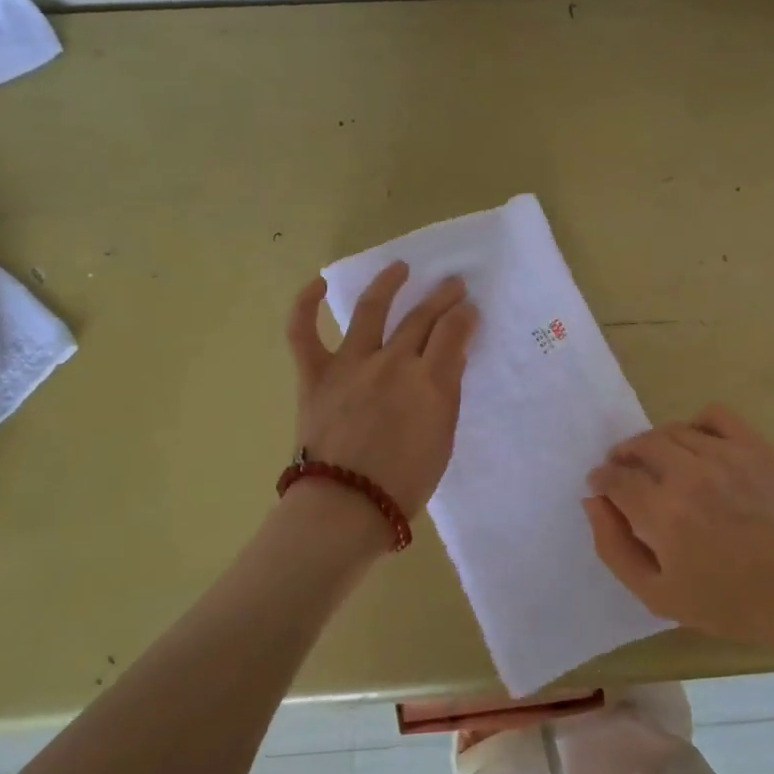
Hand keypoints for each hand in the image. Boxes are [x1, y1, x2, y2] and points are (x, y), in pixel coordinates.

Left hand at [285, 262, 478, 520]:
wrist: (346, 506)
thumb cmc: (404, 483)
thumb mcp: (442, 439)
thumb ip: (446, 395)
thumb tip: (449, 361)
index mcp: (430, 380)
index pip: (454, 331)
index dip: (465, 316)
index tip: (470, 310)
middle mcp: (393, 361)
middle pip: (422, 316)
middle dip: (441, 297)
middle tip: (452, 285)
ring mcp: (351, 363)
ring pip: (371, 309)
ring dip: (388, 284)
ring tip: (399, 268)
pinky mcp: (315, 374)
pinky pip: (303, 332)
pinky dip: (306, 305)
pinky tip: (318, 284)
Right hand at [584, 404, 773, 662]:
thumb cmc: (728, 602)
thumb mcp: (657, 595)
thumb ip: (614, 547)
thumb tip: (593, 502)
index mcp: (663, 513)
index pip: (615, 477)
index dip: (601, 480)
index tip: (602, 488)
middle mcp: (690, 474)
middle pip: (640, 445)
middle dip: (623, 457)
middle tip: (625, 474)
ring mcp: (726, 456)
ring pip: (673, 430)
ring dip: (655, 443)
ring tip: (659, 464)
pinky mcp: (756, 448)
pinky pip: (716, 415)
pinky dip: (697, 424)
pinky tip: (697, 446)